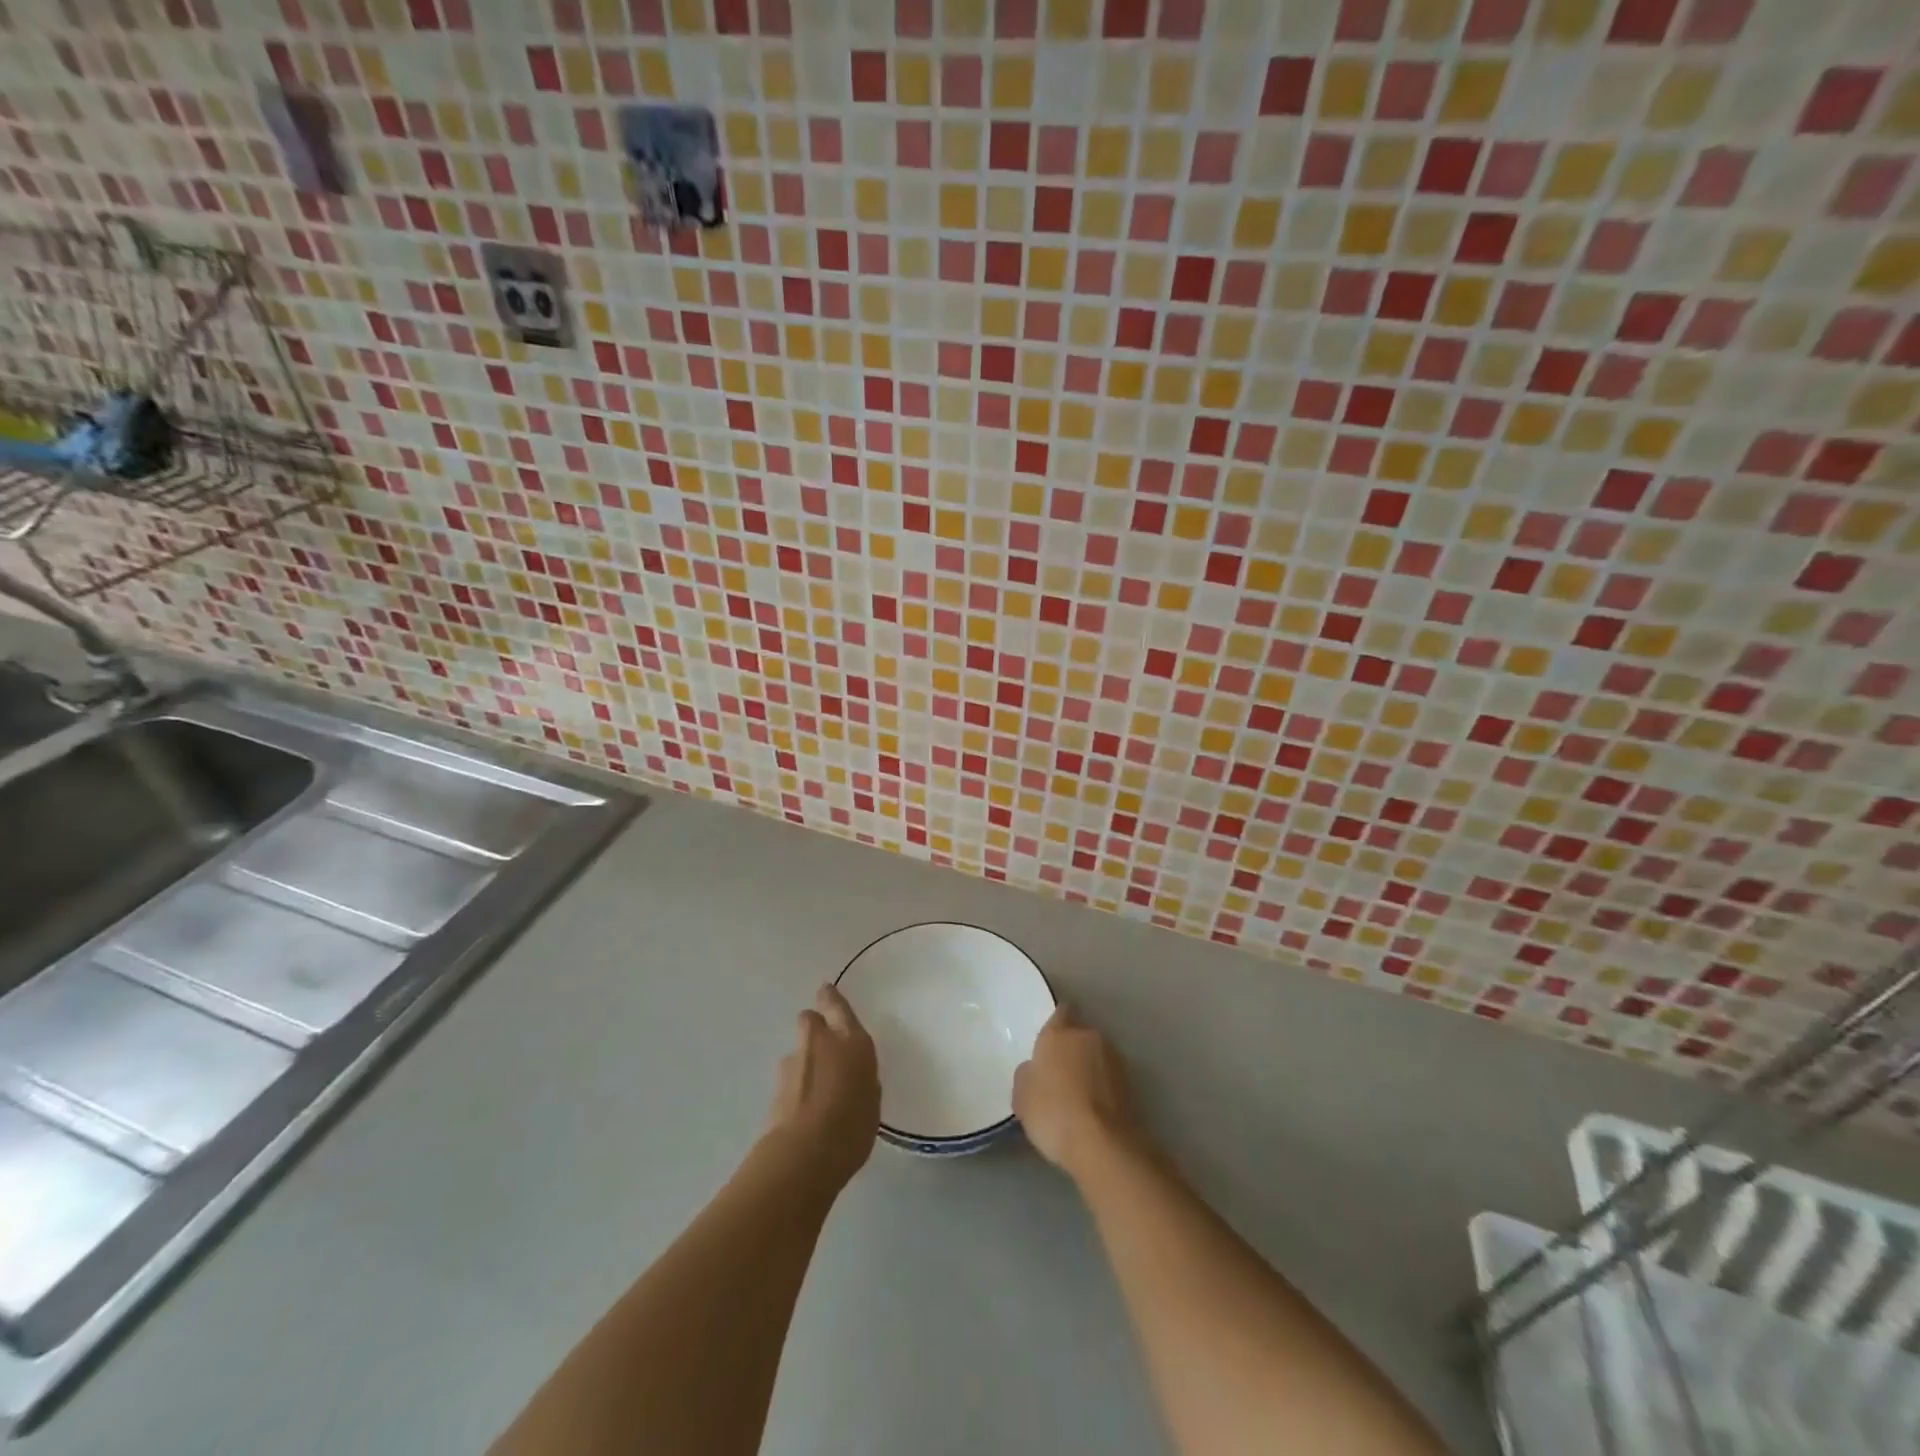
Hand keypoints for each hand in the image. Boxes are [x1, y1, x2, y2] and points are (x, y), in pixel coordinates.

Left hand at [765, 984, 880, 1187]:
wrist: (803, 1155)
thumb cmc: (852, 1127)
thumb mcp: (871, 1102)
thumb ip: (861, 1080)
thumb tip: (851, 1076)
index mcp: (852, 1042)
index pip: (838, 1007)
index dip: (831, 998)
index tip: (826, 991)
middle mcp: (821, 1043)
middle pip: (810, 1019)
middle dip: (815, 1026)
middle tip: (825, 1047)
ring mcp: (793, 1064)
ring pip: (798, 1050)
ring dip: (804, 1061)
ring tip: (815, 1092)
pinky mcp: (774, 1088)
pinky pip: (789, 1078)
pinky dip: (795, 1087)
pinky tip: (804, 1111)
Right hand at [1012, 1005, 1142, 1179]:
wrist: (1103, 1144)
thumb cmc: (1053, 1112)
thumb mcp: (1022, 1097)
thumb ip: (1026, 1075)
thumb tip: (1034, 1070)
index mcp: (1059, 1033)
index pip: (1061, 1012)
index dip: (1056, 1024)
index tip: (1050, 1041)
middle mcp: (1089, 1037)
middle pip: (1080, 1035)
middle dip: (1072, 1048)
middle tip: (1059, 1072)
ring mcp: (1114, 1059)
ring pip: (1097, 1055)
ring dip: (1090, 1067)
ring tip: (1078, 1095)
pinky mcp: (1131, 1083)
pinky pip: (1109, 1078)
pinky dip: (1103, 1087)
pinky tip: (1093, 1109)